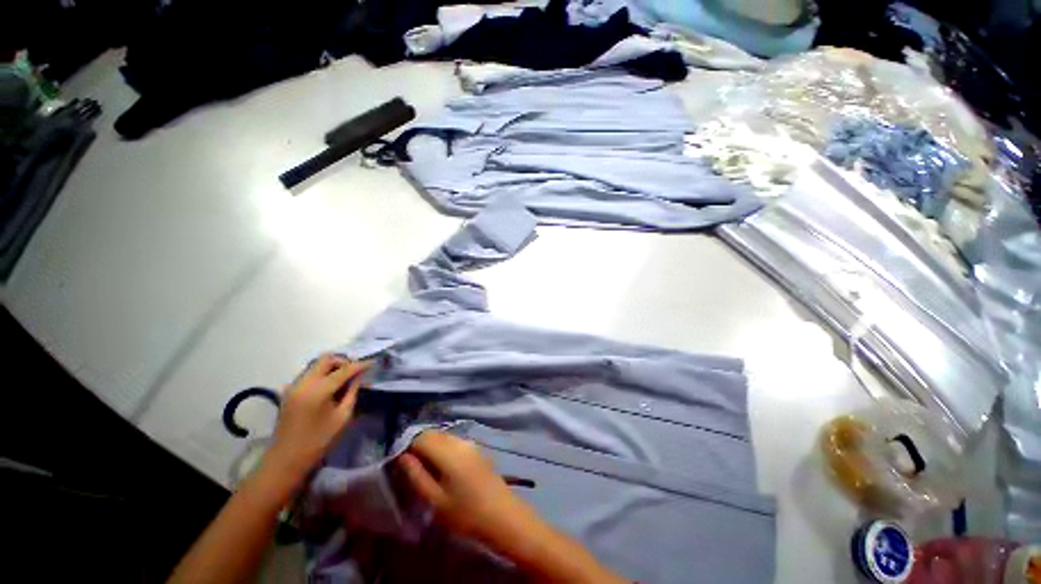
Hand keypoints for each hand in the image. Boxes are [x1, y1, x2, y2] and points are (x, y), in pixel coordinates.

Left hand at [263, 355, 369, 482]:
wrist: (286, 459)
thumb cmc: (319, 441)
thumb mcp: (343, 417)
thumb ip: (352, 393)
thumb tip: (360, 377)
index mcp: (318, 390)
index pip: (343, 370)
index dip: (360, 365)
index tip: (373, 363)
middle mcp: (303, 383)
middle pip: (326, 360)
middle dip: (343, 361)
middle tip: (356, 370)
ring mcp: (293, 386)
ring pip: (316, 365)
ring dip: (332, 367)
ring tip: (345, 378)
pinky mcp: (289, 391)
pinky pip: (309, 374)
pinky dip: (323, 374)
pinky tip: (331, 386)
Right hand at [397, 431, 537, 552]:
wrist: (502, 515)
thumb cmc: (465, 513)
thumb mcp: (435, 500)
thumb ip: (417, 475)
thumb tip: (403, 457)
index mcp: (448, 451)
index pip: (421, 437)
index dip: (408, 448)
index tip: (402, 466)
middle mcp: (459, 441)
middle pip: (433, 434)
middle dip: (419, 447)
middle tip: (412, 470)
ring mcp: (469, 443)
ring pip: (443, 437)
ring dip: (431, 448)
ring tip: (426, 472)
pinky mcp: (476, 450)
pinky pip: (453, 442)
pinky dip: (443, 450)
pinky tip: (443, 470)